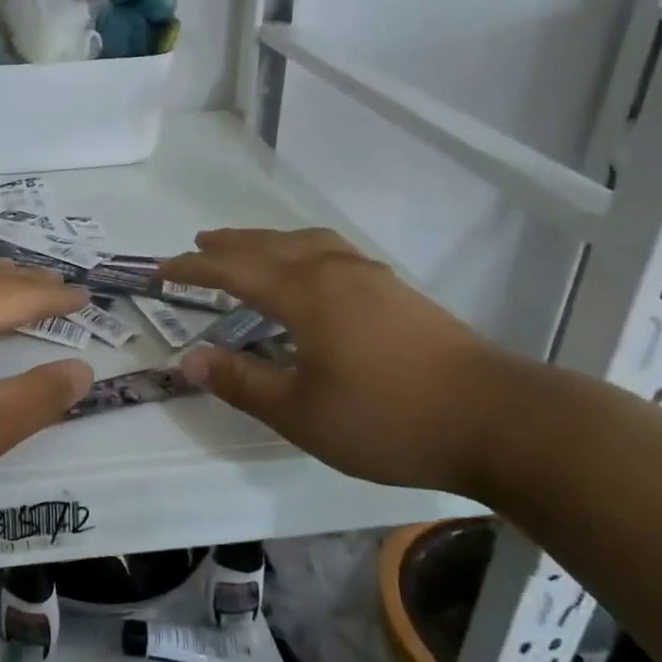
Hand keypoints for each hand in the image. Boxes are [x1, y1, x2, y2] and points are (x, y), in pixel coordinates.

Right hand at [162, 228, 502, 495]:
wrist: (499, 420)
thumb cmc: (387, 419)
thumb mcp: (300, 413)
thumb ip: (242, 382)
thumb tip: (189, 359)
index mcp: (306, 294)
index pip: (234, 271)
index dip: (194, 269)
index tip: (161, 270)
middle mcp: (335, 271)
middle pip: (270, 246)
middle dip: (229, 245)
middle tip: (198, 244)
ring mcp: (372, 278)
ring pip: (307, 243)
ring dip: (269, 242)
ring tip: (249, 248)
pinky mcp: (399, 293)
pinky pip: (334, 253)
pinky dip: (303, 251)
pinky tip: (313, 271)